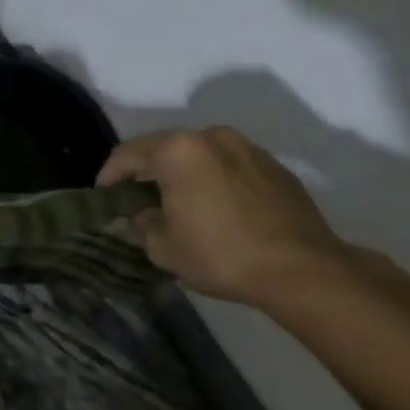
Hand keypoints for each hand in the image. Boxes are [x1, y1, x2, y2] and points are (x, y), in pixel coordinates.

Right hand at [97, 126, 351, 306]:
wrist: (305, 272)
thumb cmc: (223, 255)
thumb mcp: (164, 248)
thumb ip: (143, 225)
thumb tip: (143, 215)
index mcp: (177, 150)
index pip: (127, 154)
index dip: (109, 176)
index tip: (104, 196)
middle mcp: (210, 137)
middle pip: (164, 148)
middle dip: (147, 171)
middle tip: (138, 199)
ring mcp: (247, 148)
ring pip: (200, 155)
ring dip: (184, 173)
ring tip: (180, 202)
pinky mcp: (275, 167)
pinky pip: (230, 166)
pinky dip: (216, 180)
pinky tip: (219, 209)